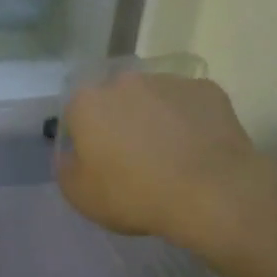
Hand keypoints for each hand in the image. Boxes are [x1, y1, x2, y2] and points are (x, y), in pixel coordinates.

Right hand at [57, 72, 272, 246]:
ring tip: (171, 155)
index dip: (86, 141)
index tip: (99, 164)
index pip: (76, 115)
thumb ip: (66, 168)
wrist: (211, 193)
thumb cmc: (135, 195)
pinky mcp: (206, 89)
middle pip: (115, 100)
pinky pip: (189, 104)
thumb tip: (71, 154)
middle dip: (120, 122)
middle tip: (134, 158)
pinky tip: (198, 150)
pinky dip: (189, 121)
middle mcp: (124, 80)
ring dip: (155, 118)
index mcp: (87, 102)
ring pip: (153, 98)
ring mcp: (168, 81)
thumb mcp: (80, 196)